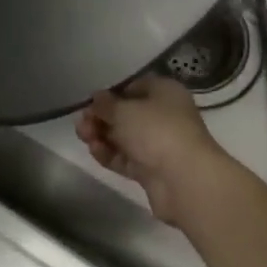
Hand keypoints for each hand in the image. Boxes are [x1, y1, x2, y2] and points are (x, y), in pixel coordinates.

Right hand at [75, 74, 231, 227]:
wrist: (185, 180)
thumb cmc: (156, 130)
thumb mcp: (124, 110)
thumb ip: (105, 103)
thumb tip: (97, 98)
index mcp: (165, 93)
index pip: (134, 87)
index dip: (111, 93)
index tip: (91, 101)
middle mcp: (164, 116)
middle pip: (127, 114)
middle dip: (102, 117)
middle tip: (82, 122)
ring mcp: (158, 145)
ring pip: (124, 137)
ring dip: (102, 136)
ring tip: (83, 136)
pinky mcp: (152, 170)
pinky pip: (126, 158)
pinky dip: (109, 154)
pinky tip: (94, 150)